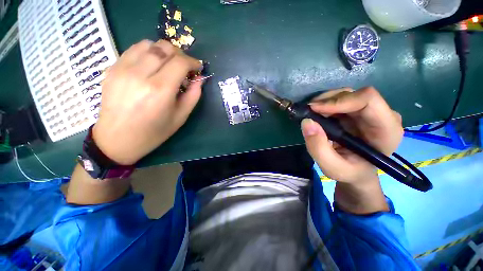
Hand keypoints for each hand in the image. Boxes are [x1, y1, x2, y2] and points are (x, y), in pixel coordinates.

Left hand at [92, 40, 203, 164]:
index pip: (180, 62)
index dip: (193, 62)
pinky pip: (134, 49)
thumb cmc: (154, 132)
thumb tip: (200, 79)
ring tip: (168, 64)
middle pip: (165, 48)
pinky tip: (152, 64)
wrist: (117, 139)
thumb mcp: (180, 117)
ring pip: (149, 44)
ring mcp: (123, 68)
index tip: (197, 67)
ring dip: (164, 51)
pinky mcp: (112, 68)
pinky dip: (148, 52)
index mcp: (160, 90)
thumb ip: (193, 96)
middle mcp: (140, 74)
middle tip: (184, 66)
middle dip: (180, 54)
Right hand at [301, 87, 402, 213]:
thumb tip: (306, 122)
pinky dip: (325, 105)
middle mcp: (382, 115)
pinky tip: (317, 114)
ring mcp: (370, 111)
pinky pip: (340, 100)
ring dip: (324, 102)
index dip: (339, 101)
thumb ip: (318, 148)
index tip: (315, 109)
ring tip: (311, 114)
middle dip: (327, 101)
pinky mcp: (358, 111)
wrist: (357, 171)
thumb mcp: (332, 168)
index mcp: (386, 130)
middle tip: (308, 112)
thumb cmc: (350, 172)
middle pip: (354, 95)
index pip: (368, 100)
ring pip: (345, 95)